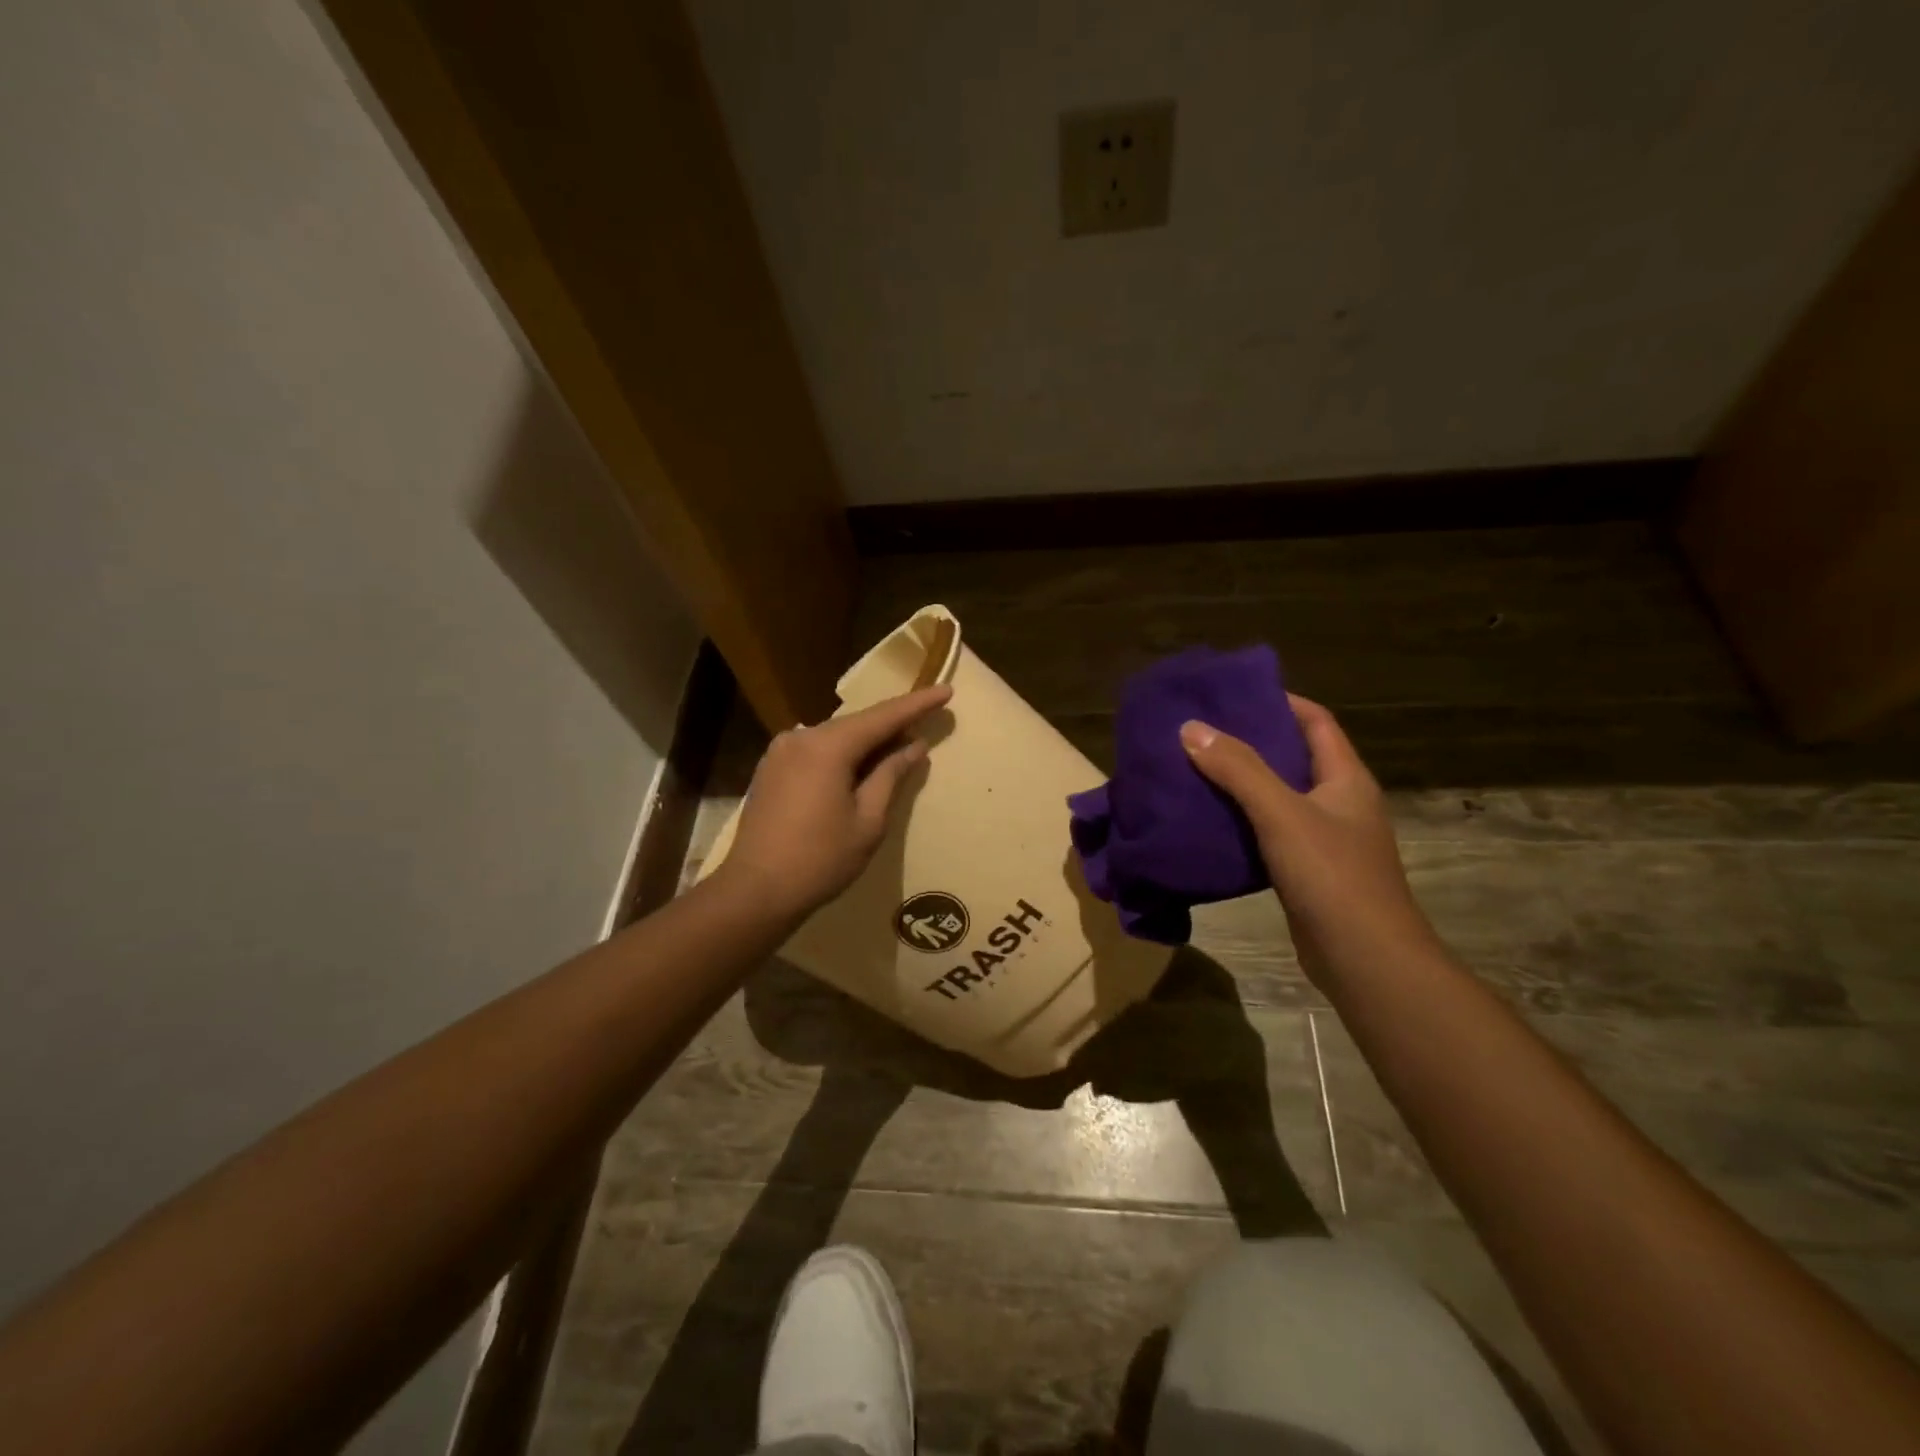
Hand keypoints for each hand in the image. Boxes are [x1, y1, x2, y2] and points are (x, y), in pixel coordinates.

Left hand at [720, 685, 952, 921]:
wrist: (755, 891)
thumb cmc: (820, 859)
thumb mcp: (868, 821)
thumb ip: (890, 776)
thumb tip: (914, 746)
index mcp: (826, 746)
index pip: (882, 717)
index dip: (917, 704)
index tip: (946, 691)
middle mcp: (800, 737)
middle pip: (857, 724)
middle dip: (893, 724)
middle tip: (927, 722)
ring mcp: (780, 752)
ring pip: (836, 737)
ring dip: (867, 742)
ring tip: (900, 747)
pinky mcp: (771, 769)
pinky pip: (816, 751)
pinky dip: (843, 754)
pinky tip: (861, 767)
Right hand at [1179, 695, 1439, 986]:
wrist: (1364, 959)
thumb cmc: (1331, 875)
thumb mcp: (1281, 813)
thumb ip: (1238, 769)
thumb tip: (1191, 727)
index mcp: (1345, 778)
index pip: (1315, 721)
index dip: (1280, 700)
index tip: (1233, 692)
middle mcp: (1340, 802)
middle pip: (1294, 756)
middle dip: (1251, 740)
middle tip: (1202, 730)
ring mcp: (1326, 839)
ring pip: (1279, 796)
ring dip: (1242, 782)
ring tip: (1196, 768)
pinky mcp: (1308, 871)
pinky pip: (1270, 831)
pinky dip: (1242, 820)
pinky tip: (1208, 820)